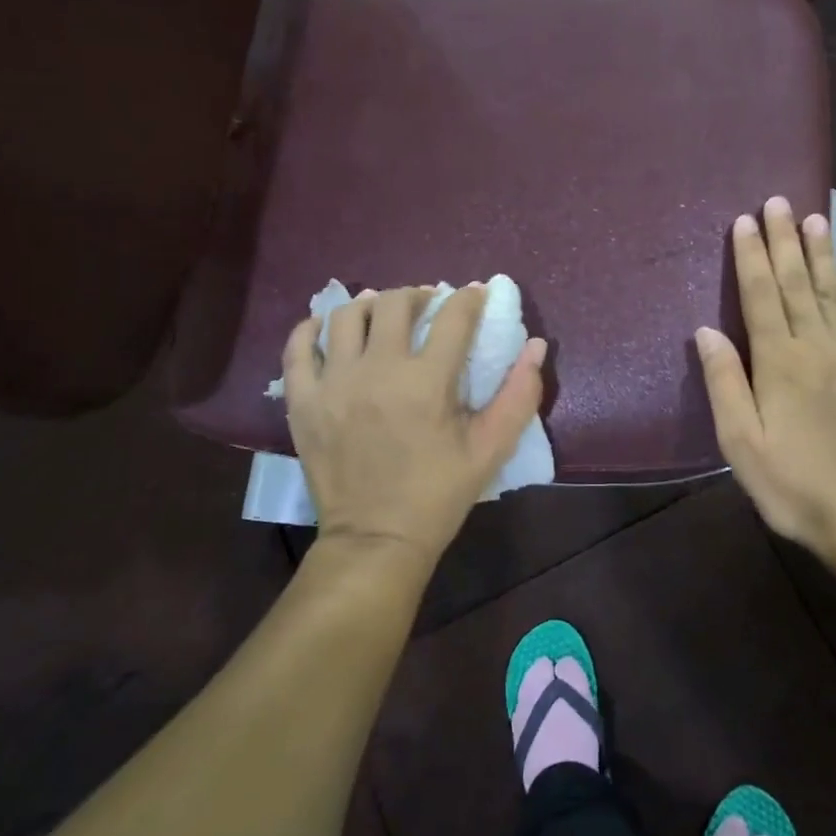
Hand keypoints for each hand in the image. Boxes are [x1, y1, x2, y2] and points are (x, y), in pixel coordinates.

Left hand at [283, 285, 547, 570]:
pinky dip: (313, 329)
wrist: (376, 540)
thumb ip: (519, 395)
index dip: (470, 299)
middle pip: (395, 303)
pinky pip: (299, 347)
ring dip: (370, 305)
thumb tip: (537, 346)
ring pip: (346, 315)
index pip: (453, 317)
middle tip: (429, 308)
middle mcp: (377, 370)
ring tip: (383, 315)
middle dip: (419, 295)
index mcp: (427, 382)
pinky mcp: (302, 401)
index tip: (476, 296)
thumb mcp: (491, 450)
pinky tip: (330, 329)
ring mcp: (333, 383)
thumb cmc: (438, 495)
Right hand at [696, 197, 835, 559]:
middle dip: (785, 241)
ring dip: (822, 254)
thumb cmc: (795, 485)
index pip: (760, 296)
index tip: (745, 220)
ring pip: (834, 292)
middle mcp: (817, 346)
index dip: (751, 257)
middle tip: (779, 201)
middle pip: (798, 283)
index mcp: (779, 362)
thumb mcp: (742, 444)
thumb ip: (724, 383)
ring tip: (816, 219)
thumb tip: (706, 330)